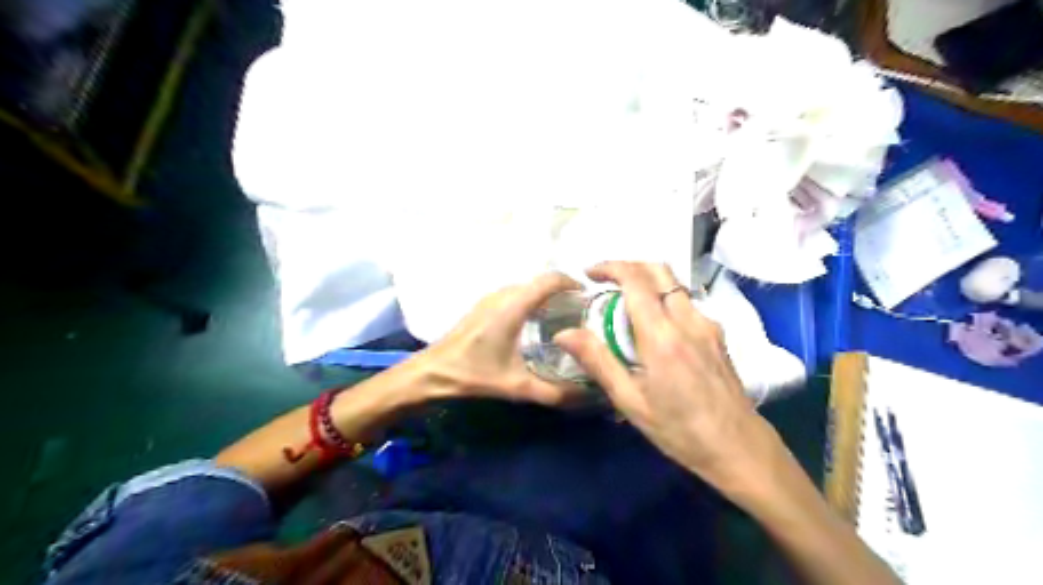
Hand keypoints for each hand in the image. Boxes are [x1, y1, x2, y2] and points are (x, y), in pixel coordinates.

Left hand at [418, 271, 584, 407]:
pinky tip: (536, 324)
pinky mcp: (483, 305)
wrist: (433, 372)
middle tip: (581, 313)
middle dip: (562, 291)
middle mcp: (502, 295)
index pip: (549, 280)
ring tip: (564, 317)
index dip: (572, 283)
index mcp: (513, 306)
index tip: (589, 297)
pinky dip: (531, 300)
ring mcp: (490, 298)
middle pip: (540, 282)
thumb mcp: (517, 386)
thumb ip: (554, 393)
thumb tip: (586, 397)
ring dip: (546, 295)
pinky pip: (515, 294)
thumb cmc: (474, 374)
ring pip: (526, 287)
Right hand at [559, 262, 778, 487]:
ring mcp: (707, 325)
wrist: (739, 447)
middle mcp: (688, 320)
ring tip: (625, 304)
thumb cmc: (679, 430)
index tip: (589, 274)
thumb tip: (564, 333)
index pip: (636, 280)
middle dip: (629, 266)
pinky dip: (663, 299)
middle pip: (660, 270)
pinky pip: (686, 302)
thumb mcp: (630, 401)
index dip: (610, 267)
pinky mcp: (717, 335)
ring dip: (647, 282)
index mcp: (662, 336)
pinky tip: (654, 327)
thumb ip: (598, 361)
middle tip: (605, 281)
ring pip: (675, 284)